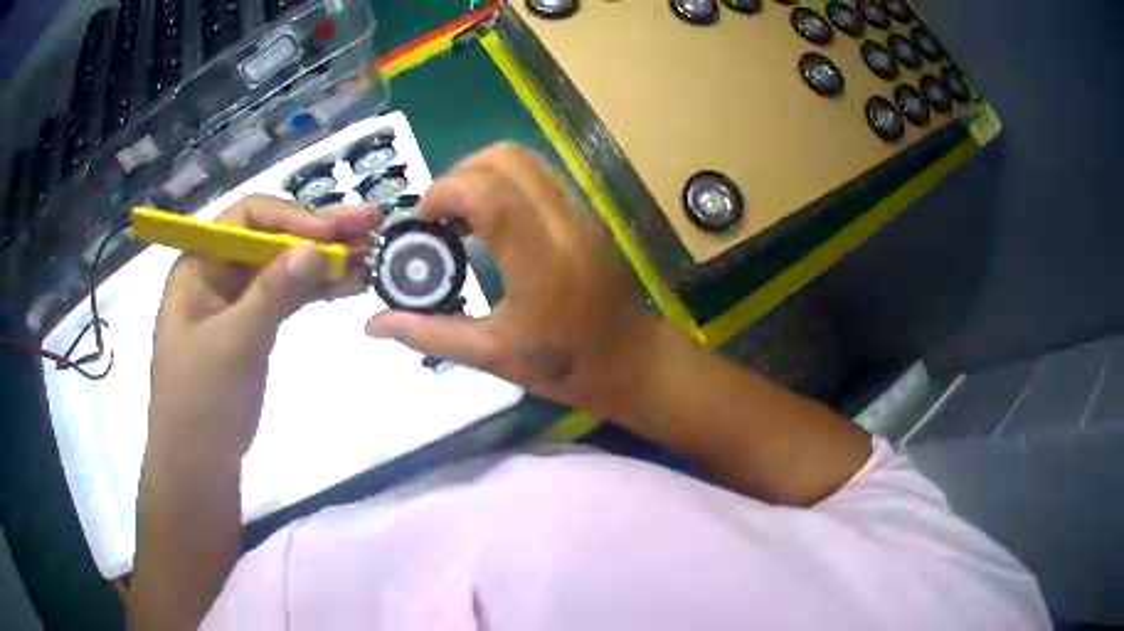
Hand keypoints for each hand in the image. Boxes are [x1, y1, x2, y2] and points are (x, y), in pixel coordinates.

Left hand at [147, 195, 379, 466]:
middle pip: (273, 237)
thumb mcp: (234, 343)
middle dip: (319, 230)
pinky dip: (318, 288)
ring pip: (286, 265)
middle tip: (369, 222)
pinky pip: (290, 295)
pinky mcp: (257, 325)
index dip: (291, 216)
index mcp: (201, 264)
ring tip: (372, 252)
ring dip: (326, 258)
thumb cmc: (201, 400)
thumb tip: (316, 247)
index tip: (332, 232)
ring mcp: (240, 299)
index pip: (247, 218)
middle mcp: (220, 272)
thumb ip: (272, 293)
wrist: (199, 462)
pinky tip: (351, 284)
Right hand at [365, 143, 660, 415]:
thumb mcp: (492, 356)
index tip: (421, 221)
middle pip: (505, 158)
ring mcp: (579, 212)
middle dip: (458, 176)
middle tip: (437, 218)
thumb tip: (373, 325)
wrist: (630, 359)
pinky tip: (489, 223)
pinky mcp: (584, 213)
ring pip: (523, 160)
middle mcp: (563, 222)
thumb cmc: (566, 365)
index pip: (488, 194)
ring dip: (480, 174)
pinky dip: (503, 183)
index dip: (445, 193)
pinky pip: (537, 176)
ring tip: (458, 218)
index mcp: (541, 260)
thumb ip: (430, 334)